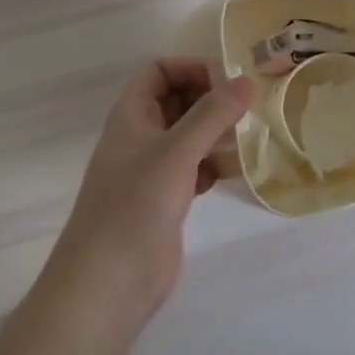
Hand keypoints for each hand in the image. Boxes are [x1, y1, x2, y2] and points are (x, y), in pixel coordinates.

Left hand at [42, 59, 254, 328]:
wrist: (107, 286)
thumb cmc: (135, 206)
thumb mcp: (177, 151)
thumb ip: (213, 114)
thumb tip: (247, 80)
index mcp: (131, 115)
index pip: (158, 71)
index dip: (190, 68)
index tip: (227, 83)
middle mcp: (139, 136)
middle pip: (176, 100)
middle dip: (209, 100)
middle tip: (246, 108)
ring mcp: (151, 170)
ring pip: (187, 135)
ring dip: (215, 132)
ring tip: (248, 137)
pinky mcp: (164, 200)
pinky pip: (192, 168)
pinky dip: (212, 164)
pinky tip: (231, 172)